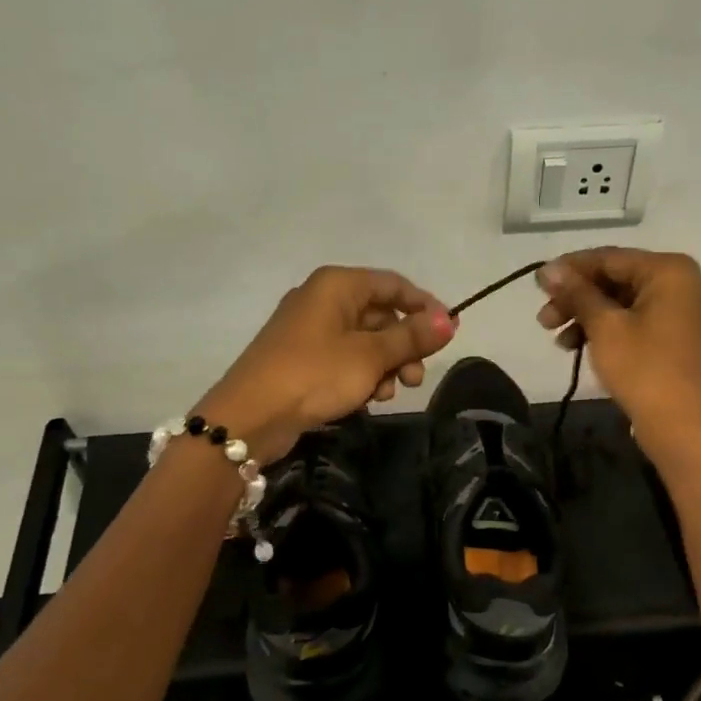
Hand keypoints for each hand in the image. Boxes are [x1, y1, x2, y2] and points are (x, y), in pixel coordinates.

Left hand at [196, 266, 455, 462]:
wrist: (249, 416)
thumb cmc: (315, 375)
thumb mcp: (370, 356)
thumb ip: (412, 337)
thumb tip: (451, 320)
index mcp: (338, 285)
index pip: (394, 285)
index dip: (425, 307)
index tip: (449, 334)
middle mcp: (323, 298)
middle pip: (380, 314)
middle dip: (404, 346)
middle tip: (415, 378)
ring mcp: (309, 329)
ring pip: (364, 340)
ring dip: (384, 366)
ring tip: (387, 394)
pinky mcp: (302, 358)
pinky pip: (344, 358)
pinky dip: (361, 375)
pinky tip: (366, 400)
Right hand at [535, 248, 700, 458]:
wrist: (684, 427)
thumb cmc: (644, 368)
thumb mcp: (604, 327)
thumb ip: (576, 293)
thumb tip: (548, 268)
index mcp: (670, 270)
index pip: (609, 258)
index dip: (570, 269)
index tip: (537, 283)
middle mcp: (683, 283)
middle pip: (617, 280)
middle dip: (577, 299)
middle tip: (543, 319)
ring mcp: (683, 312)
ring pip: (624, 303)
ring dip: (587, 317)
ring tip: (557, 339)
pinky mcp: (678, 338)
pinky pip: (636, 322)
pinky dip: (608, 331)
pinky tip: (578, 347)